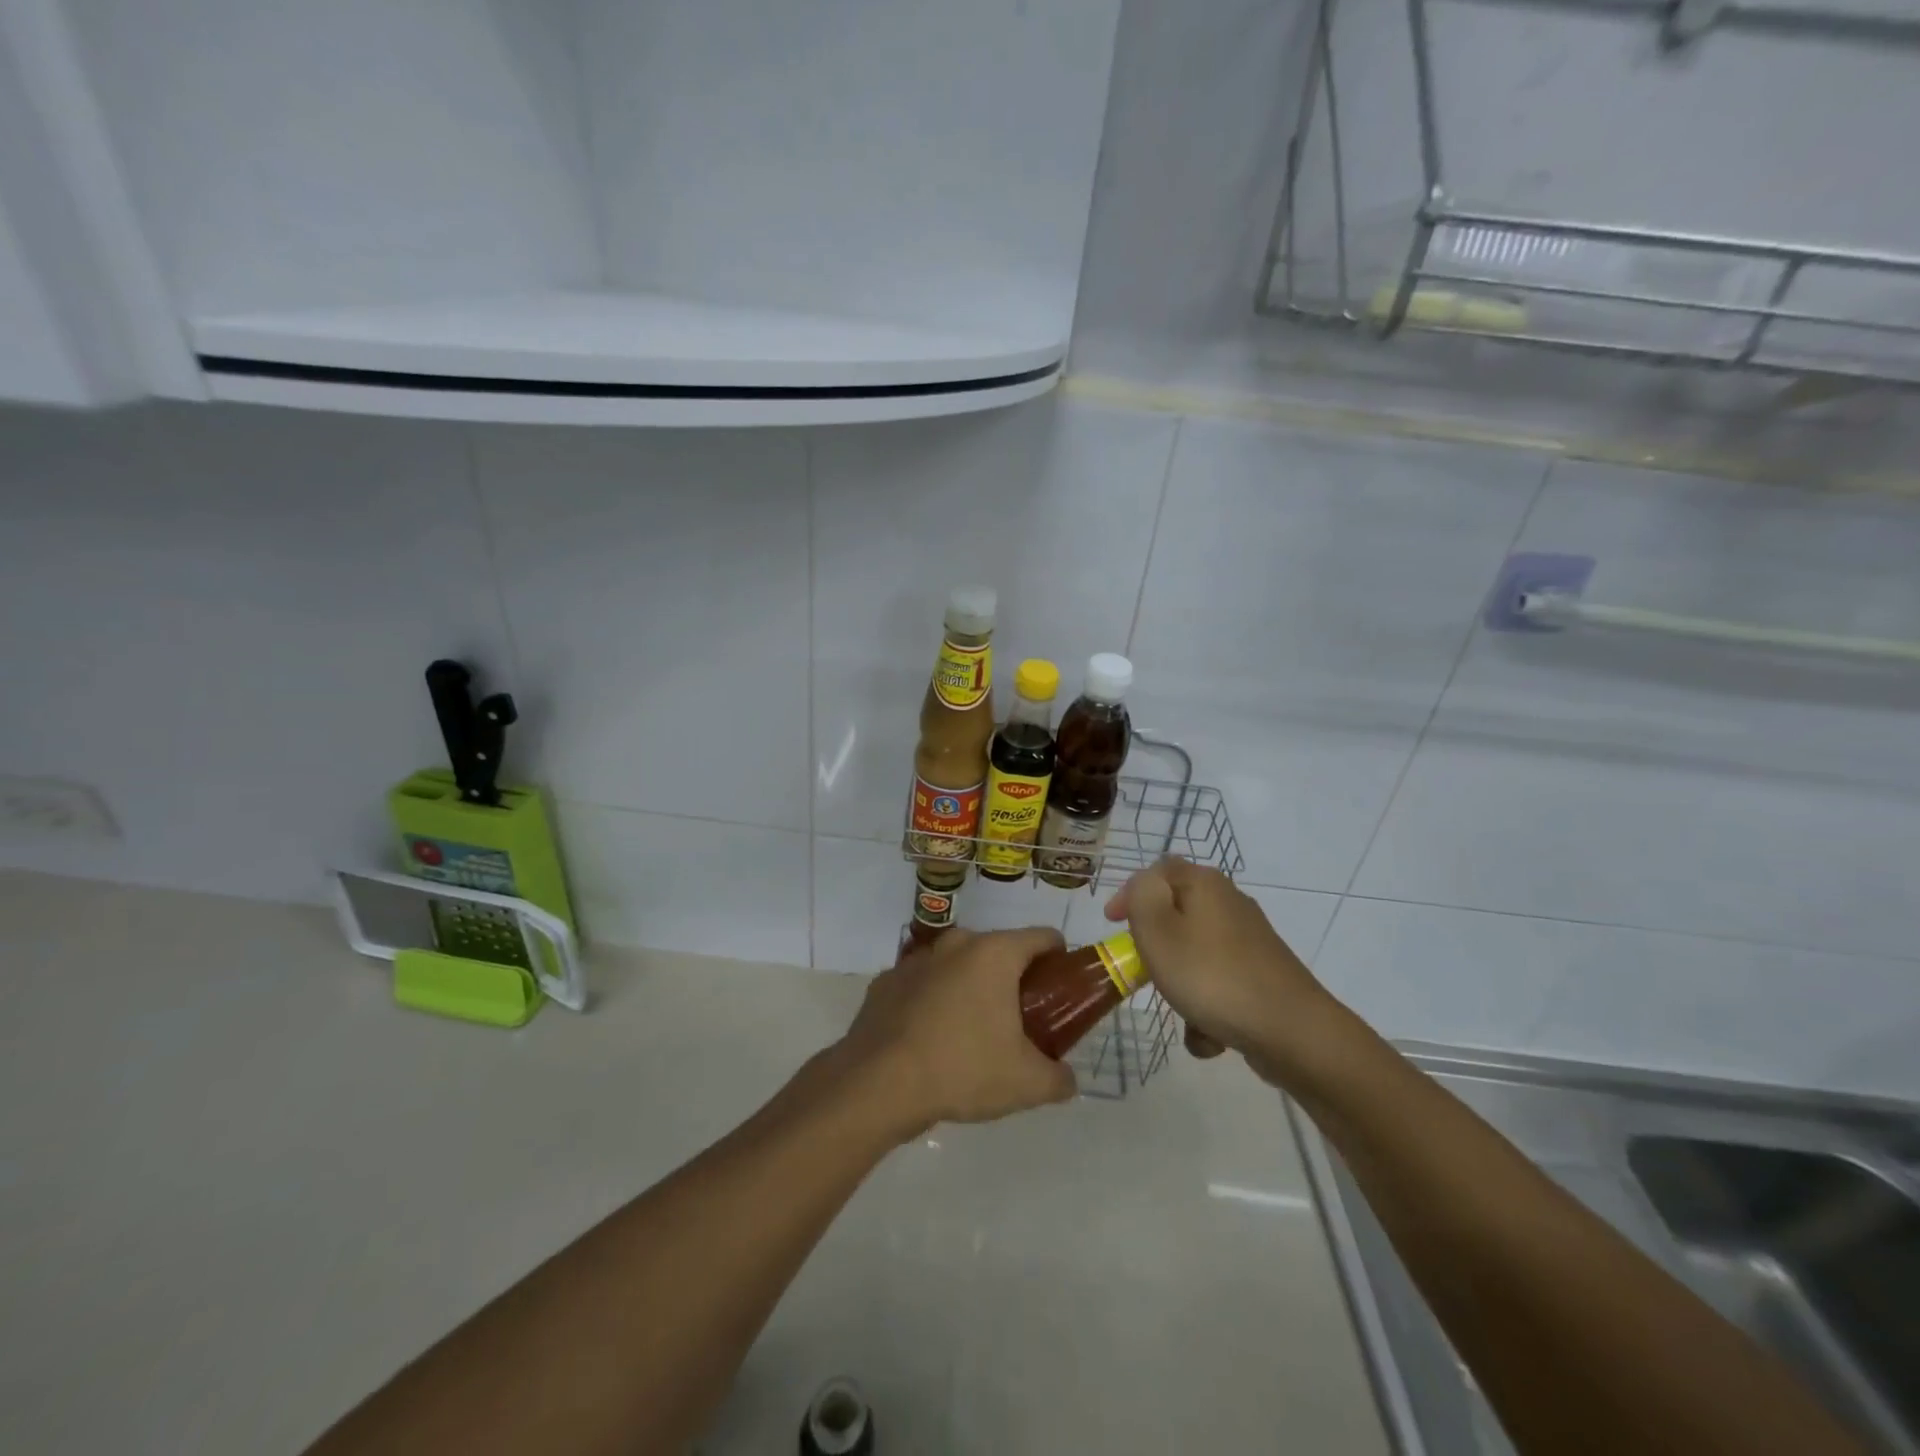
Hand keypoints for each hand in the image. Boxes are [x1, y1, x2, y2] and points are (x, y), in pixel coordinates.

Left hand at [838, 927, 1077, 1136]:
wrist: (878, 1084)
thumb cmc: (962, 1069)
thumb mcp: (1026, 1083)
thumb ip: (1059, 1078)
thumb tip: (1067, 1079)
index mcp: (995, 953)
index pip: (1042, 937)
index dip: (1059, 958)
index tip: (1061, 989)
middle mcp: (956, 944)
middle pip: (999, 950)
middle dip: (1013, 979)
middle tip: (1022, 1020)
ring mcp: (916, 959)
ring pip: (957, 965)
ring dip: (970, 987)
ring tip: (974, 1032)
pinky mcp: (886, 981)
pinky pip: (923, 984)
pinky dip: (933, 1001)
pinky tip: (931, 1038)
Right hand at [1105, 858, 1353, 1089]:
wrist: (1292, 1032)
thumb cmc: (1212, 976)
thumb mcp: (1158, 929)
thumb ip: (1141, 896)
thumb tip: (1145, 885)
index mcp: (1204, 884)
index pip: (1157, 871)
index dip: (1130, 893)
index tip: (1113, 925)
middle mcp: (1229, 903)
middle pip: (1176, 914)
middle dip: (1156, 948)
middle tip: (1144, 971)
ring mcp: (1249, 941)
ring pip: (1195, 955)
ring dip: (1181, 986)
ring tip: (1183, 1012)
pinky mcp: (1262, 976)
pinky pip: (1219, 985)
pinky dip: (1207, 1009)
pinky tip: (1211, 1036)